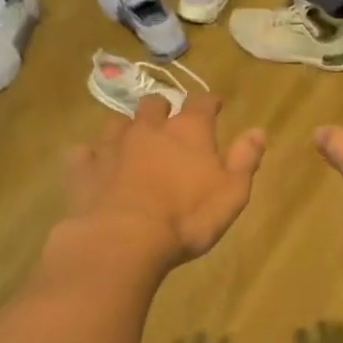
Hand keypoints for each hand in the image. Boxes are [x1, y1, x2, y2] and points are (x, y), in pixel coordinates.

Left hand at [65, 95, 266, 265]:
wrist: (123, 239)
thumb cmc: (187, 219)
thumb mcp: (231, 194)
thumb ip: (245, 160)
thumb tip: (258, 130)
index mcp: (188, 132)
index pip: (202, 105)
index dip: (210, 103)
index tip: (215, 104)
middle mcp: (148, 129)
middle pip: (155, 105)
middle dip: (164, 109)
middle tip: (168, 121)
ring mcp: (111, 145)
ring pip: (118, 123)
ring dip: (127, 127)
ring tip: (131, 139)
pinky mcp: (83, 168)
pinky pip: (84, 152)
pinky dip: (91, 155)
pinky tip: (94, 164)